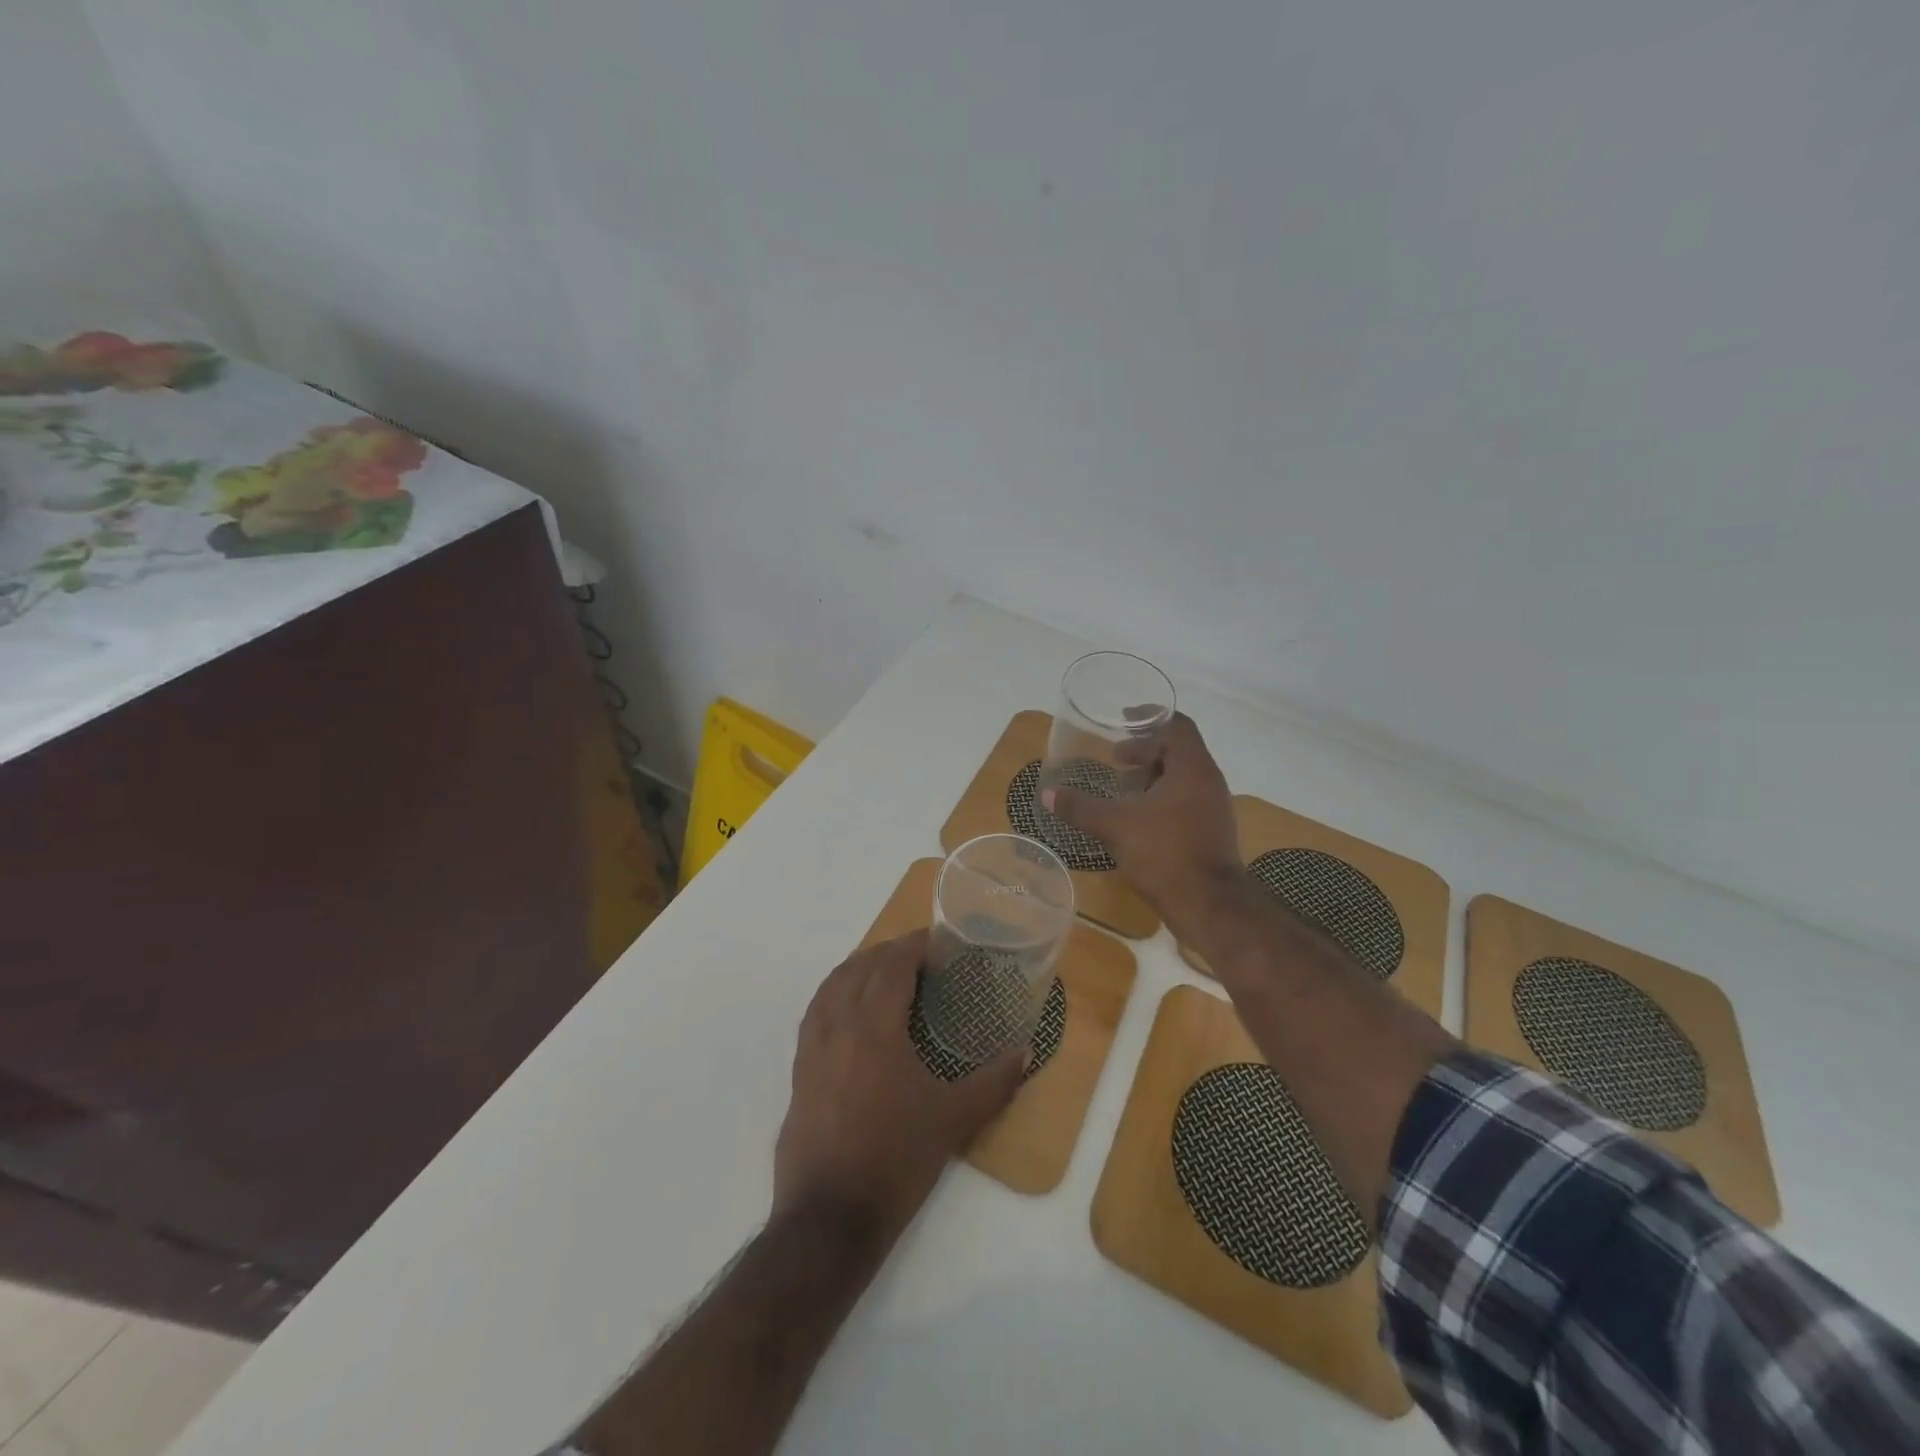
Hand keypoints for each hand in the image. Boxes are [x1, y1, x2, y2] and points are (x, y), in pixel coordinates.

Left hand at [773, 932, 1024, 1244]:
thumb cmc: (896, 1160)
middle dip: (888, 952)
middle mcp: (838, 1026)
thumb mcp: (953, 1120)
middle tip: (918, 954)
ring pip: (831, 986)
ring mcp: (812, 1048)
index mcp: (875, 1027)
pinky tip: (848, 1010)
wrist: (829, 1218)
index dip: (914, 945)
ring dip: (857, 968)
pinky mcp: (799, 1071)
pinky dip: (834, 994)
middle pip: (859, 968)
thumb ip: (994, 1082)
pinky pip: (815, 1012)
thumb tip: (1025, 1051)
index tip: (936, 939)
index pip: (892, 966)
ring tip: (883, 970)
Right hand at [1042, 712, 1242, 940]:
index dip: (1149, 717)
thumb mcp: (1115, 826)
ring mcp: (1213, 808)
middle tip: (1115, 758)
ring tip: (1122, 787)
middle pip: (1178, 750)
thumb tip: (1048, 794)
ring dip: (1152, 776)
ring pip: (1182, 777)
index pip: (1177, 725)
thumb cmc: (1165, 853)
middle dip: (1145, 750)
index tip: (1123, 720)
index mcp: (1192, 768)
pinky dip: (1161, 798)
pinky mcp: (1211, 831)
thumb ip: (1081, 807)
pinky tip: (1137, 818)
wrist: (1210, 906)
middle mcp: (1208, 781)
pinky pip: (1185, 800)